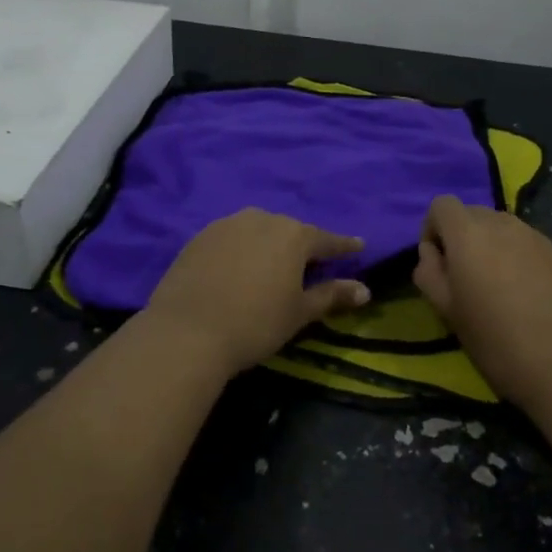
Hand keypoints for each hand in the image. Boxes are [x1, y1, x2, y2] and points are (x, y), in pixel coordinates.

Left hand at [143, 208, 371, 373]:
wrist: (186, 332)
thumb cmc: (255, 323)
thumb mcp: (299, 313)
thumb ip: (332, 296)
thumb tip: (365, 290)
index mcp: (293, 235)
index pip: (326, 240)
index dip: (344, 246)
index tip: (358, 246)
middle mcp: (261, 219)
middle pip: (290, 232)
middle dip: (302, 246)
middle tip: (310, 265)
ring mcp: (227, 225)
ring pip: (258, 231)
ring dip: (269, 246)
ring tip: (272, 267)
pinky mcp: (199, 237)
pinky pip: (231, 239)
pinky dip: (241, 250)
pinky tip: (238, 270)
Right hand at [415, 195, 551, 409]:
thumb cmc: (496, 341)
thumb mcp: (446, 311)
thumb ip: (429, 272)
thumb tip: (432, 253)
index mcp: (469, 234)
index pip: (441, 205)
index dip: (432, 230)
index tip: (437, 264)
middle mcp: (502, 223)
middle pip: (471, 213)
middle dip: (460, 237)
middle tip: (463, 278)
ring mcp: (534, 235)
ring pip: (499, 226)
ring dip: (488, 245)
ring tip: (494, 286)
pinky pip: (523, 241)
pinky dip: (513, 255)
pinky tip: (522, 293)